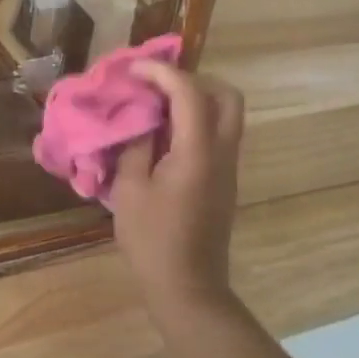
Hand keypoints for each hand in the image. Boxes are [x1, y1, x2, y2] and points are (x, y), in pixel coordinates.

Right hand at [108, 62, 244, 315]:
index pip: (189, 93)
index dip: (161, 72)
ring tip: (156, 106)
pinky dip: (195, 120)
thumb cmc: (152, 240)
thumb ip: (137, 145)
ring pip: (226, 115)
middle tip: (157, 85)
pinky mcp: (224, 181)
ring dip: (196, 100)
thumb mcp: (130, 188)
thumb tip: (142, 120)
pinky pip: (218, 134)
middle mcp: (222, 153)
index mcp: (198, 152)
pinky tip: (164, 134)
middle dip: (193, 80)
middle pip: (227, 96)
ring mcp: (228, 167)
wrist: (187, 287)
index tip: (133, 70)